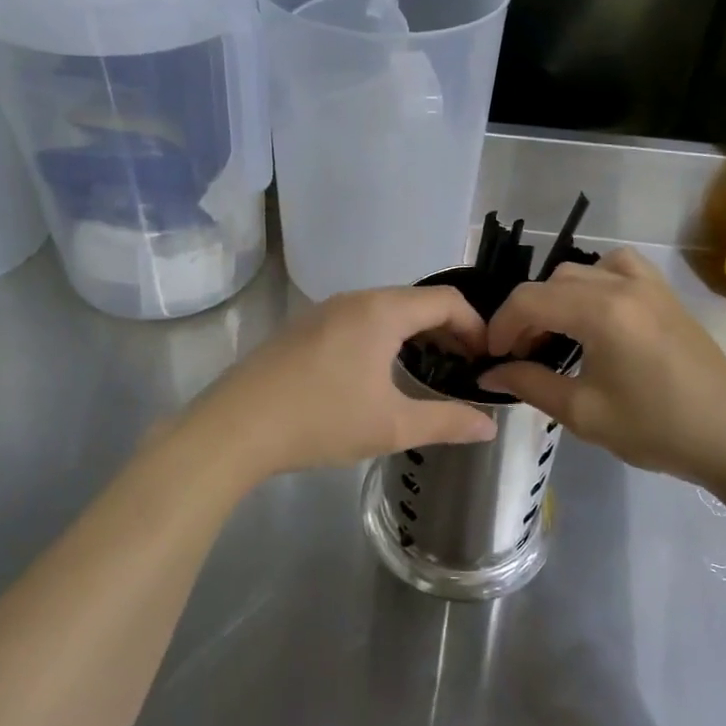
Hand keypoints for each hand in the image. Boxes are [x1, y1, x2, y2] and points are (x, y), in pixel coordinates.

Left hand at [185, 286, 497, 482]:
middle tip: (463, 368)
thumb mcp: (392, 426)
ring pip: (385, 309)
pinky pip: (358, 319)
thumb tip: (488, 425)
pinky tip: (378, 374)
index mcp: (382, 311)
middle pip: (417, 301)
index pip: (447, 301)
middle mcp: (355, 299)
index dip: (476, 326)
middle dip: (447, 330)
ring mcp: (324, 310)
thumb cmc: (322, 420)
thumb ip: (447, 422)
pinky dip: (384, 336)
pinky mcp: (303, 327)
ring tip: (426, 371)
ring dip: (414, 333)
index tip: (487, 359)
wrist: (236, 426)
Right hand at [480, 248, 725, 491]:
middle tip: (522, 354)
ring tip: (557, 333)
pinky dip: (596, 280)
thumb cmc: (656, 429)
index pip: (530, 301)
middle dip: (526, 314)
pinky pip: (619, 266)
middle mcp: (622, 285)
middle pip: (552, 282)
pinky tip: (597, 312)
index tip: (492, 356)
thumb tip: (489, 372)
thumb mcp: (584, 413)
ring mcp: (649, 284)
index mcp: (602, 312)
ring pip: (583, 269)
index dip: (501, 325)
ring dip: (558, 296)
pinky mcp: (665, 293)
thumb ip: (530, 384)